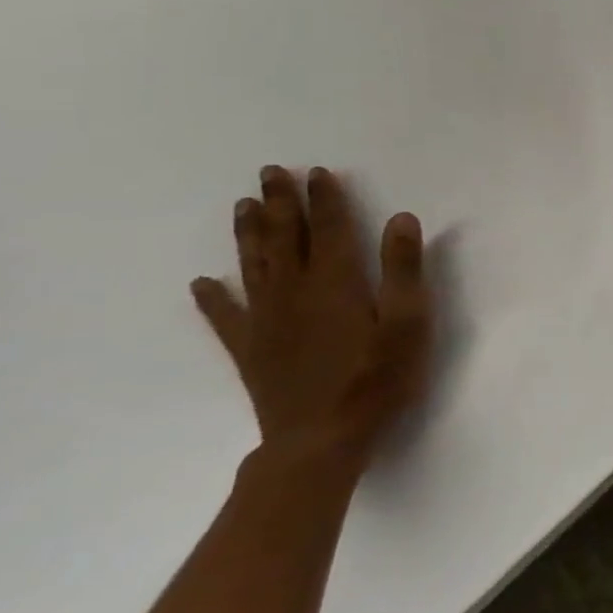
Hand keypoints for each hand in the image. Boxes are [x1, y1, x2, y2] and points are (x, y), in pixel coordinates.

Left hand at [192, 167, 431, 471]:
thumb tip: (401, 217)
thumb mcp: (409, 322)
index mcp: (336, 283)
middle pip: (285, 239)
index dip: (325, 199)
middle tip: (270, 172)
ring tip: (242, 206)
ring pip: (253, 266)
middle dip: (280, 204)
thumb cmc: (378, 378)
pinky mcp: (250, 350)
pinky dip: (213, 298)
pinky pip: (225, 317)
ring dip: (249, 234)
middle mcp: (294, 293)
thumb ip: (405, 269)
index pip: (330, 229)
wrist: (321, 440)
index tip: (317, 172)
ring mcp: (266, 322)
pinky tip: (202, 283)